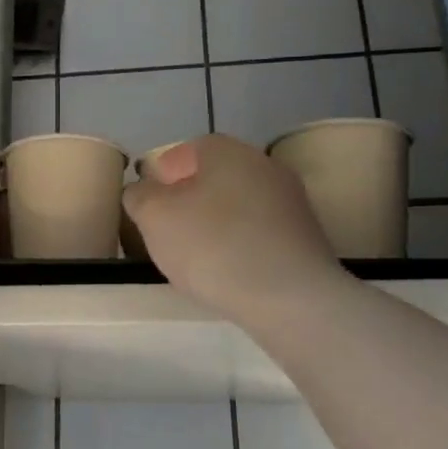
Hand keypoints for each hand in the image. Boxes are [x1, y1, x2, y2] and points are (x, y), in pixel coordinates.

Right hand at [123, 135, 344, 323]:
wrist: (290, 297)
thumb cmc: (212, 245)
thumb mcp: (154, 217)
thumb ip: (140, 196)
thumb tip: (143, 191)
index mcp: (227, 151)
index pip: (187, 150)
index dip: (163, 176)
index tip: (150, 207)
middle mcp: (264, 165)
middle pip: (215, 177)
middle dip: (189, 201)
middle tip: (169, 233)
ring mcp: (291, 201)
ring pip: (239, 205)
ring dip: (216, 224)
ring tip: (197, 259)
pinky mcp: (307, 237)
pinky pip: (260, 233)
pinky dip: (241, 245)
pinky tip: (230, 272)